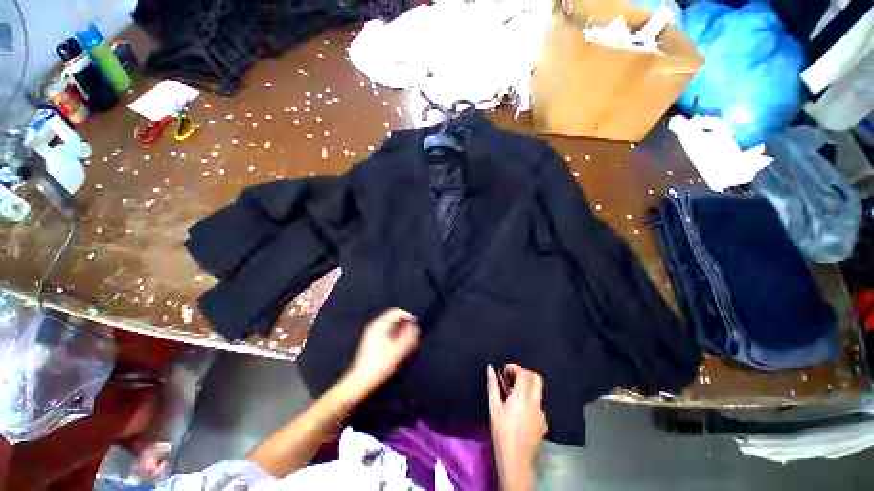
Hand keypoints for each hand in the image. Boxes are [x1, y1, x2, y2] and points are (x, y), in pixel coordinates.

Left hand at [343, 308, 419, 399]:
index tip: (415, 325)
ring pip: (389, 326)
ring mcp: (370, 333)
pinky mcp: (369, 342)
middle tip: (412, 335)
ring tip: (405, 342)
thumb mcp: (398, 351)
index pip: (396, 312)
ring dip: (398, 331)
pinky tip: (395, 348)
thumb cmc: (380, 364)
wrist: (359, 381)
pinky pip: (384, 332)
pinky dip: (392, 336)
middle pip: (392, 318)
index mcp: (380, 324)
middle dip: (403, 324)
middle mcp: (374, 325)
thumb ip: (408, 337)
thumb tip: (415, 328)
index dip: (408, 316)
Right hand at [487, 365, 546, 476]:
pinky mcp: (544, 424)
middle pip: (537, 378)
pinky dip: (530, 402)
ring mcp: (542, 414)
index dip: (515, 368)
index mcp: (522, 397)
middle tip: (514, 376)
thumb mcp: (494, 407)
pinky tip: (521, 411)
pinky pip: (539, 406)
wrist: (516, 460)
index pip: (524, 374)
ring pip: (539, 392)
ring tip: (514, 395)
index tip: (506, 369)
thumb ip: (493, 385)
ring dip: (528, 387)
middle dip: (526, 373)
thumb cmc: (502, 432)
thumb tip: (490, 369)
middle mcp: (535, 403)